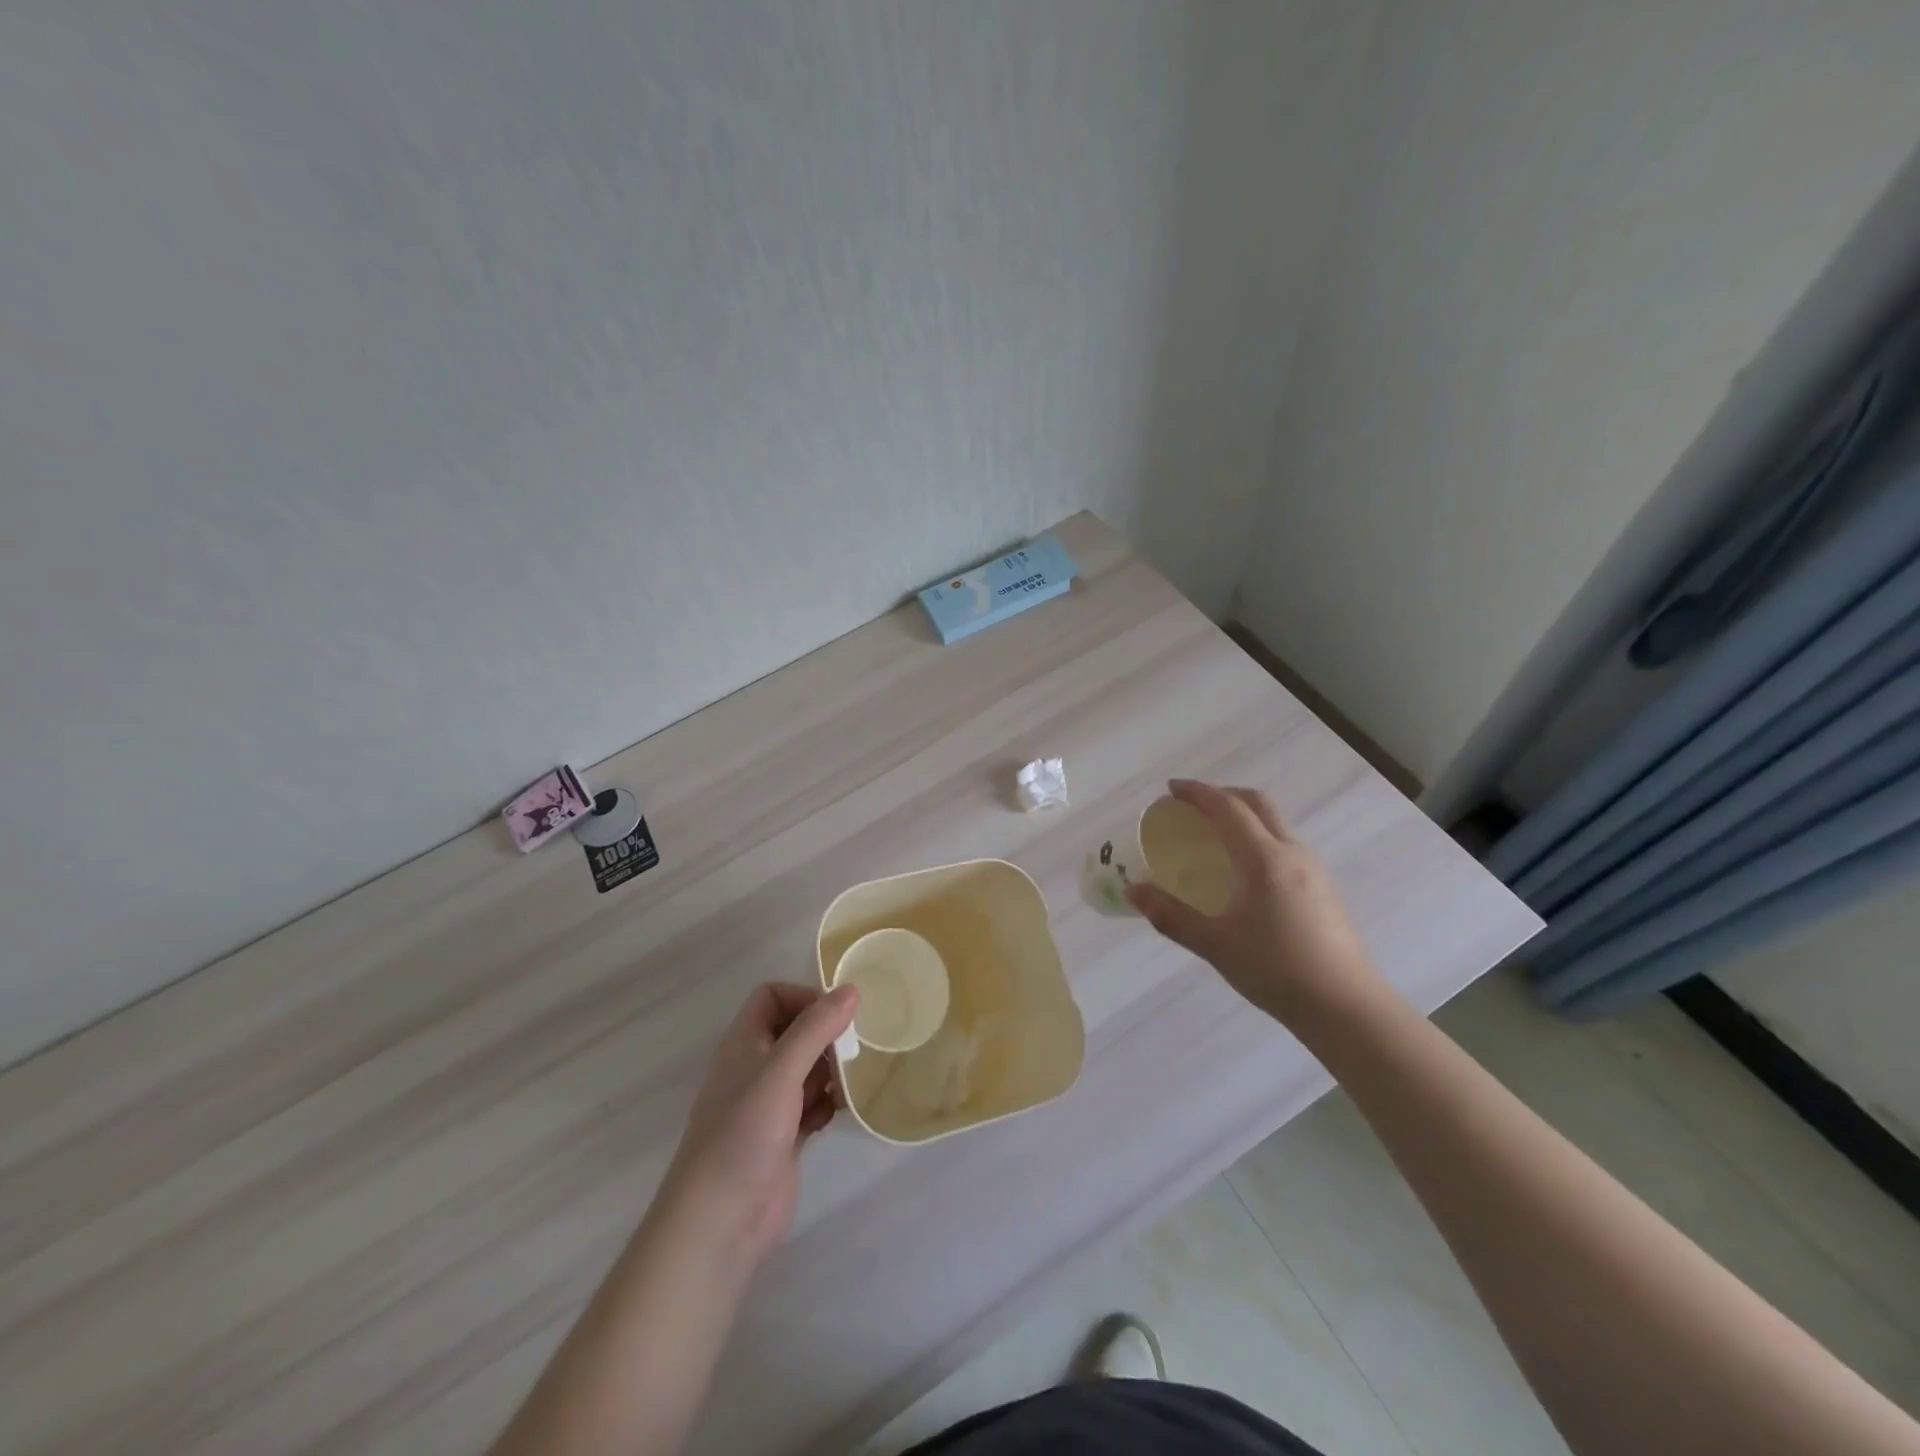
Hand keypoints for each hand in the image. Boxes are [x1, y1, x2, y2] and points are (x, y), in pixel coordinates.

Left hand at [655, 982, 858, 1267]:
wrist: (720, 1224)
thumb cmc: (743, 1135)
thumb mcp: (780, 1072)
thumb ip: (815, 1029)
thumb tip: (852, 989)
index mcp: (744, 1044)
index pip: (771, 997)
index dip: (803, 996)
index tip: (837, 1013)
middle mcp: (755, 1068)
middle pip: (795, 1031)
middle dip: (827, 1032)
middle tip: (859, 1043)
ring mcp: (770, 1105)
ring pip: (808, 1068)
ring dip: (833, 1067)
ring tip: (859, 1074)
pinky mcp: (786, 1137)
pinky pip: (815, 1104)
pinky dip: (831, 1102)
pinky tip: (847, 1109)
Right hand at [1125, 779, 1383, 1026]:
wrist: (1346, 1006)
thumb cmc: (1276, 970)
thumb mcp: (1215, 945)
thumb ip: (1171, 915)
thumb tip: (1132, 891)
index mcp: (1263, 859)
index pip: (1227, 807)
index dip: (1197, 793)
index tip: (1170, 790)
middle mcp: (1291, 852)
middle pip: (1257, 803)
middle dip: (1223, 794)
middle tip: (1192, 805)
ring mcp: (1313, 869)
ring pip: (1276, 822)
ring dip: (1244, 814)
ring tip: (1216, 834)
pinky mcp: (1324, 887)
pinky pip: (1286, 843)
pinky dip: (1259, 835)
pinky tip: (1246, 869)